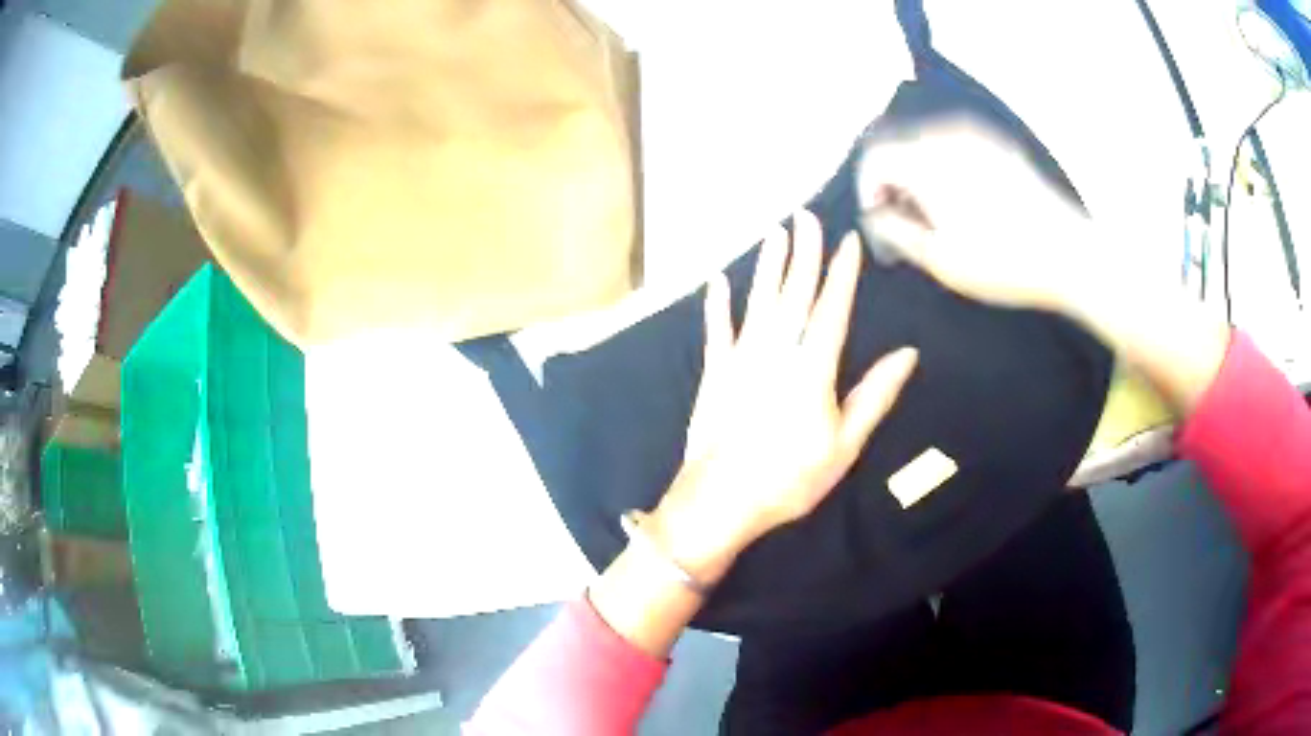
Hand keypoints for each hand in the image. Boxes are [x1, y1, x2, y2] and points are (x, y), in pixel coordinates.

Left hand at [648, 211, 918, 584]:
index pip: (833, 308)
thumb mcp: (845, 444)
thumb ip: (875, 395)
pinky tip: (718, 280)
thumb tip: (907, 353)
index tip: (848, 240)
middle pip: (794, 293)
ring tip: (775, 233)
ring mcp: (741, 359)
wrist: (721, 500)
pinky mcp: (714, 372)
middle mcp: (776, 351)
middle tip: (806, 215)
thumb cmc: (790, 478)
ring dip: (768, 266)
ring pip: (758, 301)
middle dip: (803, 252)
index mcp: (813, 367)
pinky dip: (717, 304)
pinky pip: (716, 330)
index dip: (842, 272)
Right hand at [857, 119, 1228, 414]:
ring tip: (934, 218)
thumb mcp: (941, 259)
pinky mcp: (999, 145)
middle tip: (903, 224)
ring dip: (918, 176)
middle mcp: (947, 134)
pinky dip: (944, 169)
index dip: (868, 191)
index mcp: (927, 158)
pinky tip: (963, 204)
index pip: (874, 159)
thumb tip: (878, 215)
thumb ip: (897, 231)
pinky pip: (955, 147)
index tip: (879, 224)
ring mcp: (977, 135)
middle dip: (892, 183)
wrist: (1070, 254)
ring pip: (927, 145)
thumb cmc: (1003, 261)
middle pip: (899, 147)